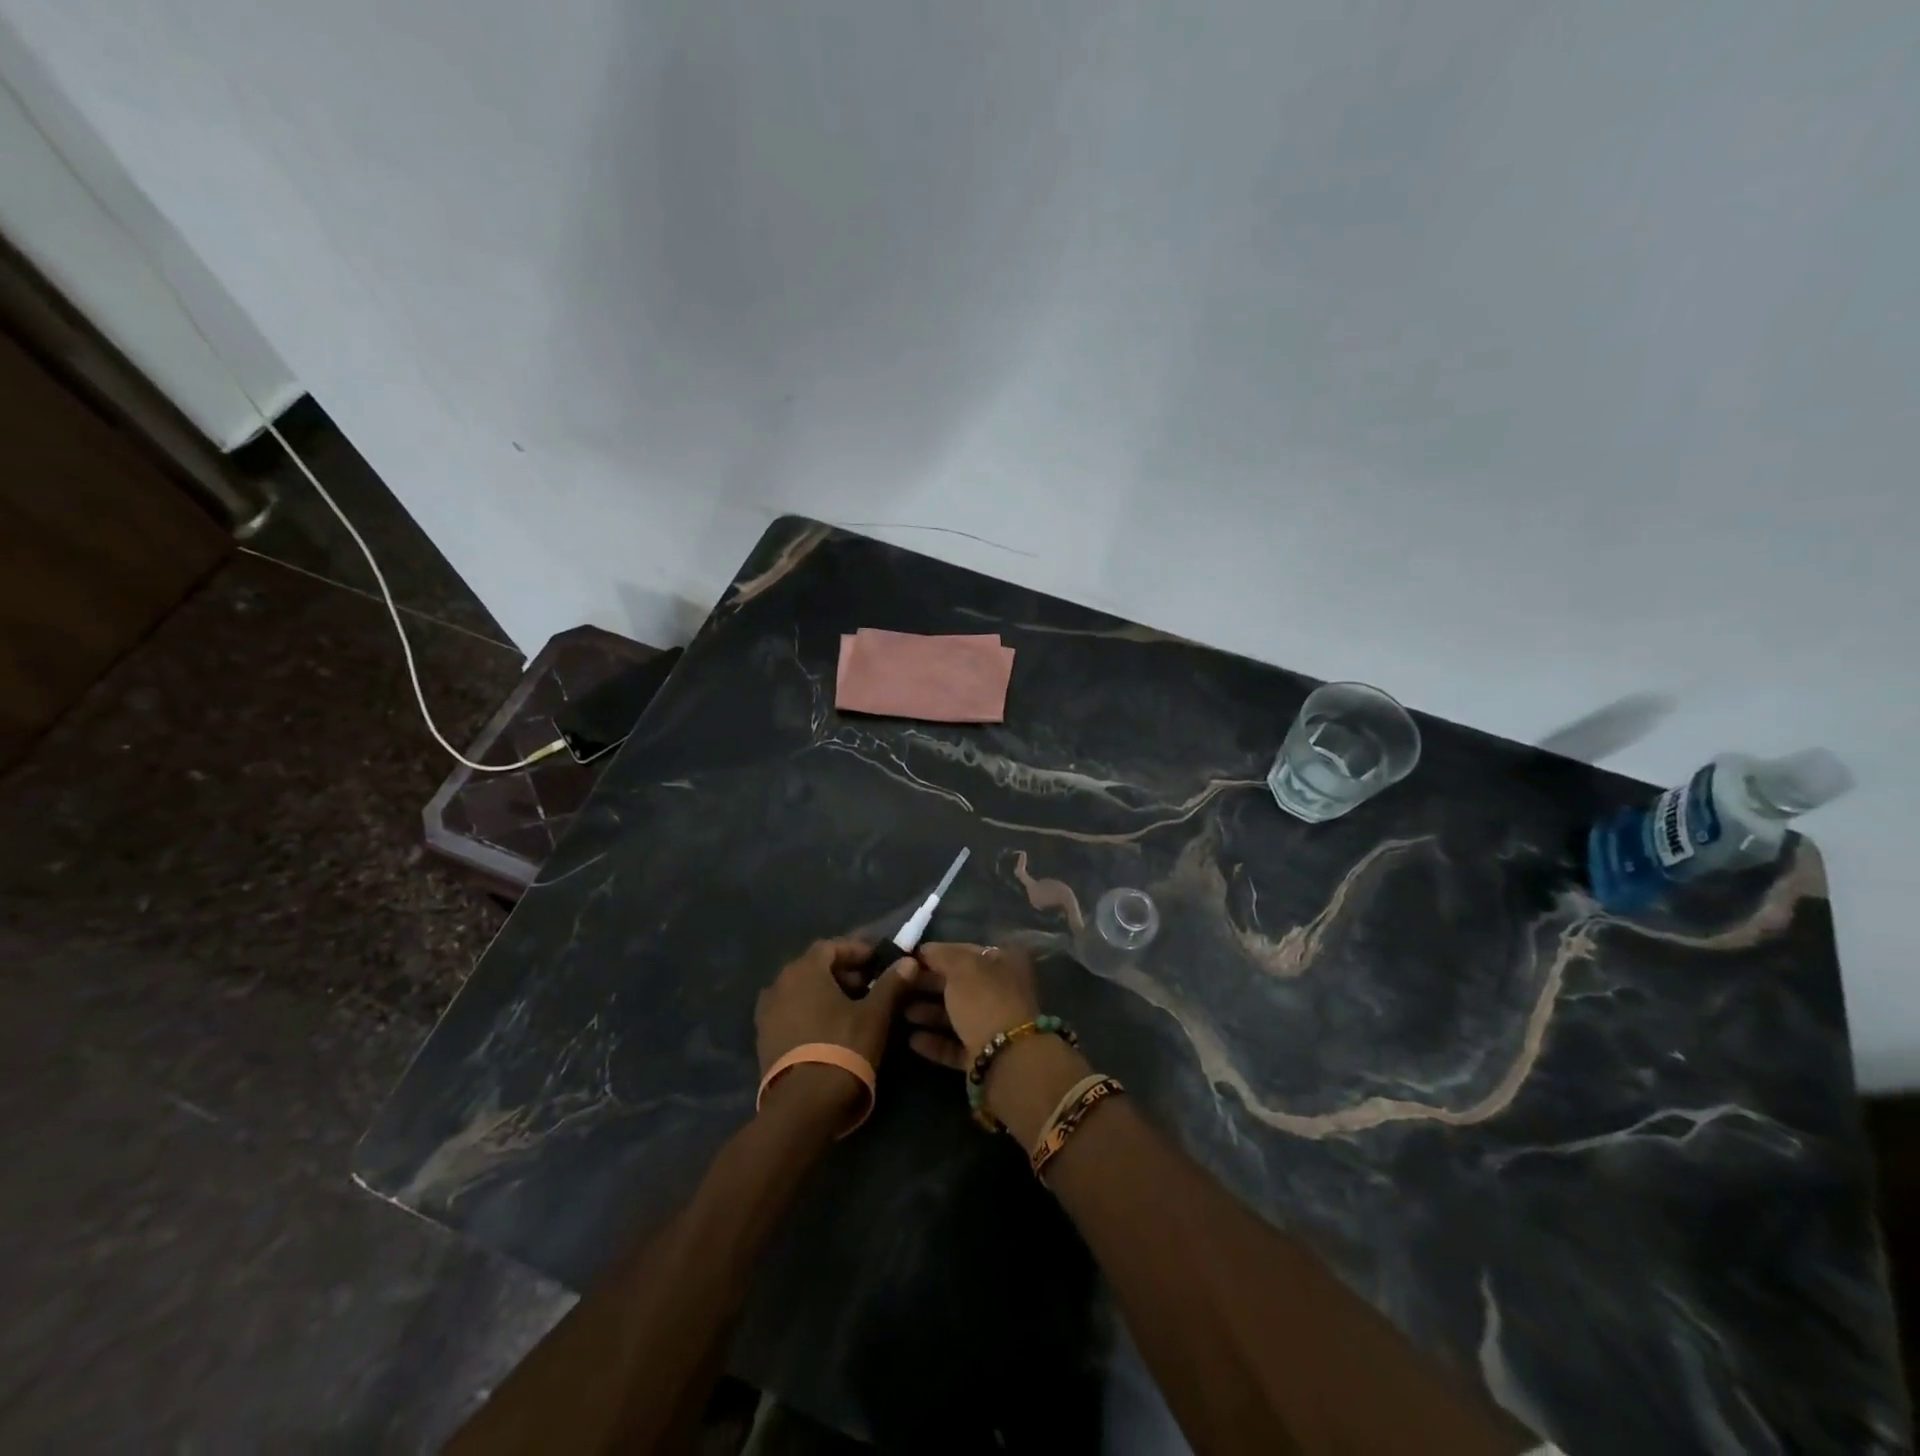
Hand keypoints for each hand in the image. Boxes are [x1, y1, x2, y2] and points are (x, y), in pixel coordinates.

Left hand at [755, 939, 911, 1117]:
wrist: (803, 1105)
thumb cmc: (843, 1047)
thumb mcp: (874, 1014)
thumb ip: (891, 984)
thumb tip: (908, 962)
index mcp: (804, 971)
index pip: (831, 946)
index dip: (856, 951)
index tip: (876, 962)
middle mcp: (779, 984)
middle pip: (813, 967)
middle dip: (842, 973)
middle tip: (867, 986)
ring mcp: (766, 1013)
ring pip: (800, 990)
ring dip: (825, 993)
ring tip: (850, 1009)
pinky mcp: (763, 1039)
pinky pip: (789, 1012)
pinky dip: (809, 1011)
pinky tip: (828, 1029)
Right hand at [899, 942, 1042, 1069]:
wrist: (1006, 1060)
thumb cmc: (984, 1001)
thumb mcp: (962, 967)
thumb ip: (941, 955)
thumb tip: (925, 950)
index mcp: (1004, 963)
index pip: (965, 952)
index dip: (937, 954)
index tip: (909, 960)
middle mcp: (1002, 991)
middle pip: (960, 984)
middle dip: (929, 985)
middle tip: (900, 987)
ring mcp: (994, 1025)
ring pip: (956, 1015)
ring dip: (929, 1013)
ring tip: (902, 1013)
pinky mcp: (984, 1055)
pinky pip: (955, 1044)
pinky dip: (935, 1041)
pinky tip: (912, 1039)